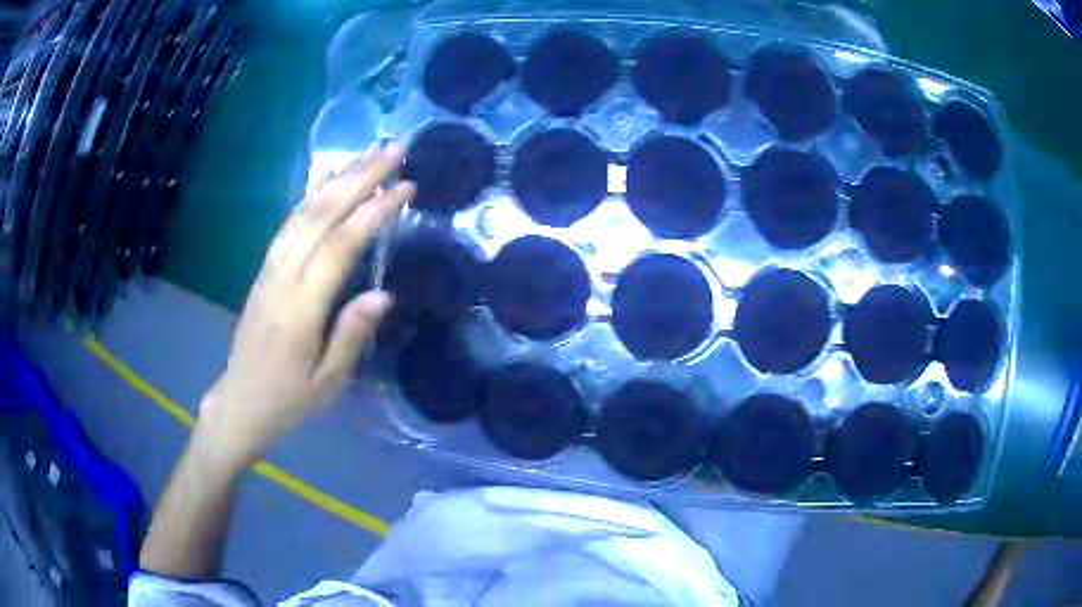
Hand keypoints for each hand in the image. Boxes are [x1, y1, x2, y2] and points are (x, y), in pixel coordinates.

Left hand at [195, 145, 414, 467]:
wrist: (238, 403)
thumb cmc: (286, 401)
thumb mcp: (327, 383)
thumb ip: (352, 335)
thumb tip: (383, 293)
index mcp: (300, 309)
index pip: (340, 245)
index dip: (374, 211)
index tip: (406, 188)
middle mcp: (281, 278)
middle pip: (319, 214)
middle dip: (358, 177)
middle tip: (394, 150)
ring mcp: (268, 270)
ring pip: (302, 212)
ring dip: (336, 179)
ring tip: (368, 157)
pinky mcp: (264, 271)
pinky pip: (289, 224)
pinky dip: (312, 197)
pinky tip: (328, 184)